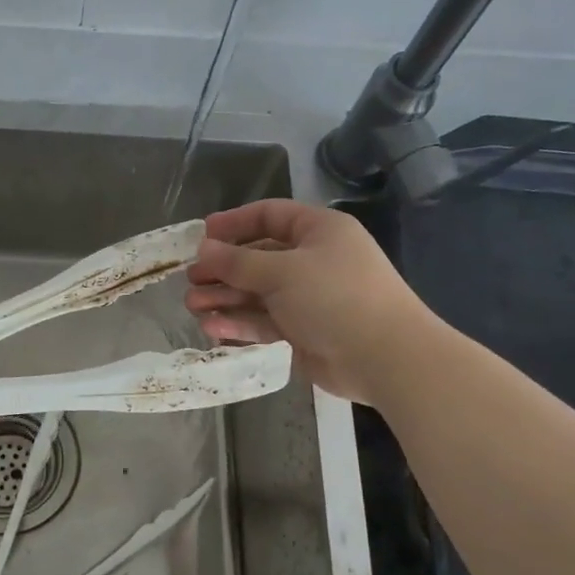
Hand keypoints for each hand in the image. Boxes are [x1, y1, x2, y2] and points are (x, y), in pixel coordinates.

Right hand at [185, 200, 431, 404]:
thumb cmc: (335, 298)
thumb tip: (203, 250)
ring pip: (257, 293)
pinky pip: (264, 321)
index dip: (234, 223)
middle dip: (223, 268)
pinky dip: (239, 323)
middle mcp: (312, 260)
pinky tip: (212, 328)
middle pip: (258, 257)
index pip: (269, 216)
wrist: (384, 358)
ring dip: (225, 297)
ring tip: (193, 305)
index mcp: (318, 231)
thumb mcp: (282, 271)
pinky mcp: (303, 332)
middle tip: (191, 279)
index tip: (201, 236)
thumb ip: (238, 261)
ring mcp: (308, 298)